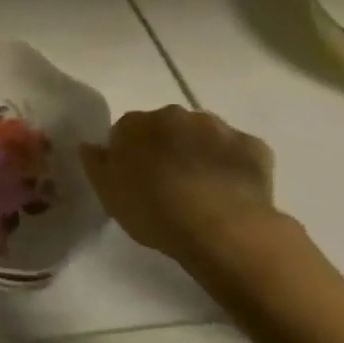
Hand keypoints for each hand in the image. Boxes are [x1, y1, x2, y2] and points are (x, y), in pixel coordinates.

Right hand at [80, 106, 285, 268]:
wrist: (222, 228)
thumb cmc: (154, 210)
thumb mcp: (108, 193)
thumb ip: (95, 163)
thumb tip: (90, 144)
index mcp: (135, 123)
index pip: (126, 130)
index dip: (131, 154)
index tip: (136, 179)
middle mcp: (174, 114)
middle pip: (166, 128)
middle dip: (168, 147)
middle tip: (171, 184)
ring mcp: (217, 127)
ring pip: (204, 136)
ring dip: (201, 152)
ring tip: (205, 189)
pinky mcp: (254, 146)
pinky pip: (239, 152)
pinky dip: (235, 165)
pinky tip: (234, 191)